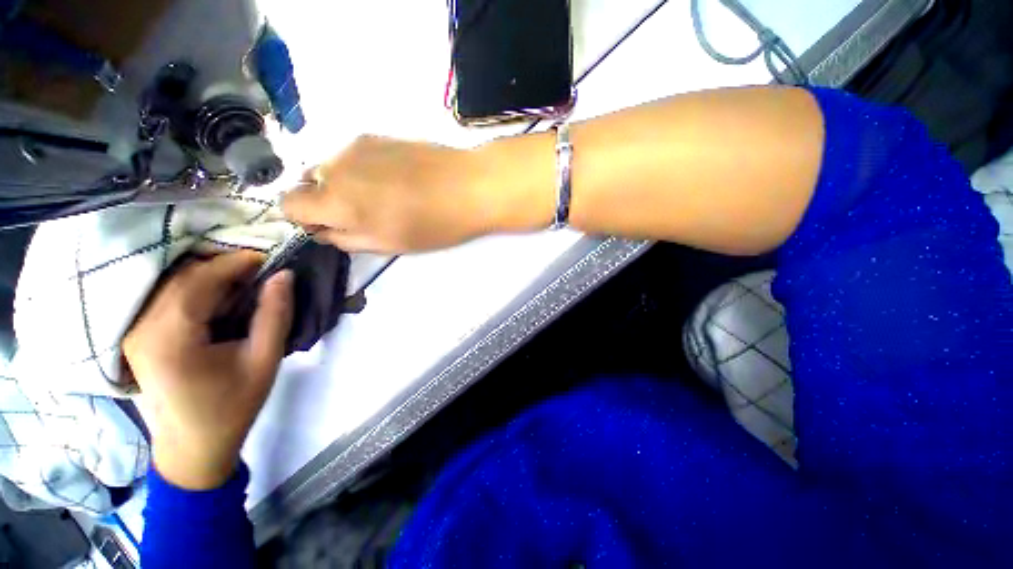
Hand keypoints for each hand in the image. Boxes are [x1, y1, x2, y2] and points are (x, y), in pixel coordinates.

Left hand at [123, 252, 293, 489]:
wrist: (193, 447)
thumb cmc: (233, 406)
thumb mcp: (264, 360)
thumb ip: (275, 314)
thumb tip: (284, 275)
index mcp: (170, 338)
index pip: (200, 281)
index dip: (236, 263)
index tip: (269, 258)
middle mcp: (141, 329)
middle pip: (182, 278)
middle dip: (223, 268)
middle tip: (260, 274)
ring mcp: (133, 332)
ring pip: (171, 284)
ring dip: (209, 277)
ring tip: (243, 287)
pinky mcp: (135, 336)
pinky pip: (165, 298)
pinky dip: (194, 289)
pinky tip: (217, 302)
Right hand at [282, 134, 551, 253]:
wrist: (469, 186)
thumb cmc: (432, 225)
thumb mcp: (387, 244)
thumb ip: (346, 238)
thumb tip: (322, 231)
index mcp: (337, 199)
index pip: (288, 203)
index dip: (303, 218)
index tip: (328, 227)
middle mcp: (337, 166)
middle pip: (308, 182)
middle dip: (325, 201)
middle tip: (364, 215)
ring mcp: (358, 146)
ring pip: (331, 167)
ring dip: (345, 184)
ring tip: (385, 197)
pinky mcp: (378, 135)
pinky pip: (353, 156)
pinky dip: (362, 169)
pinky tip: (395, 179)